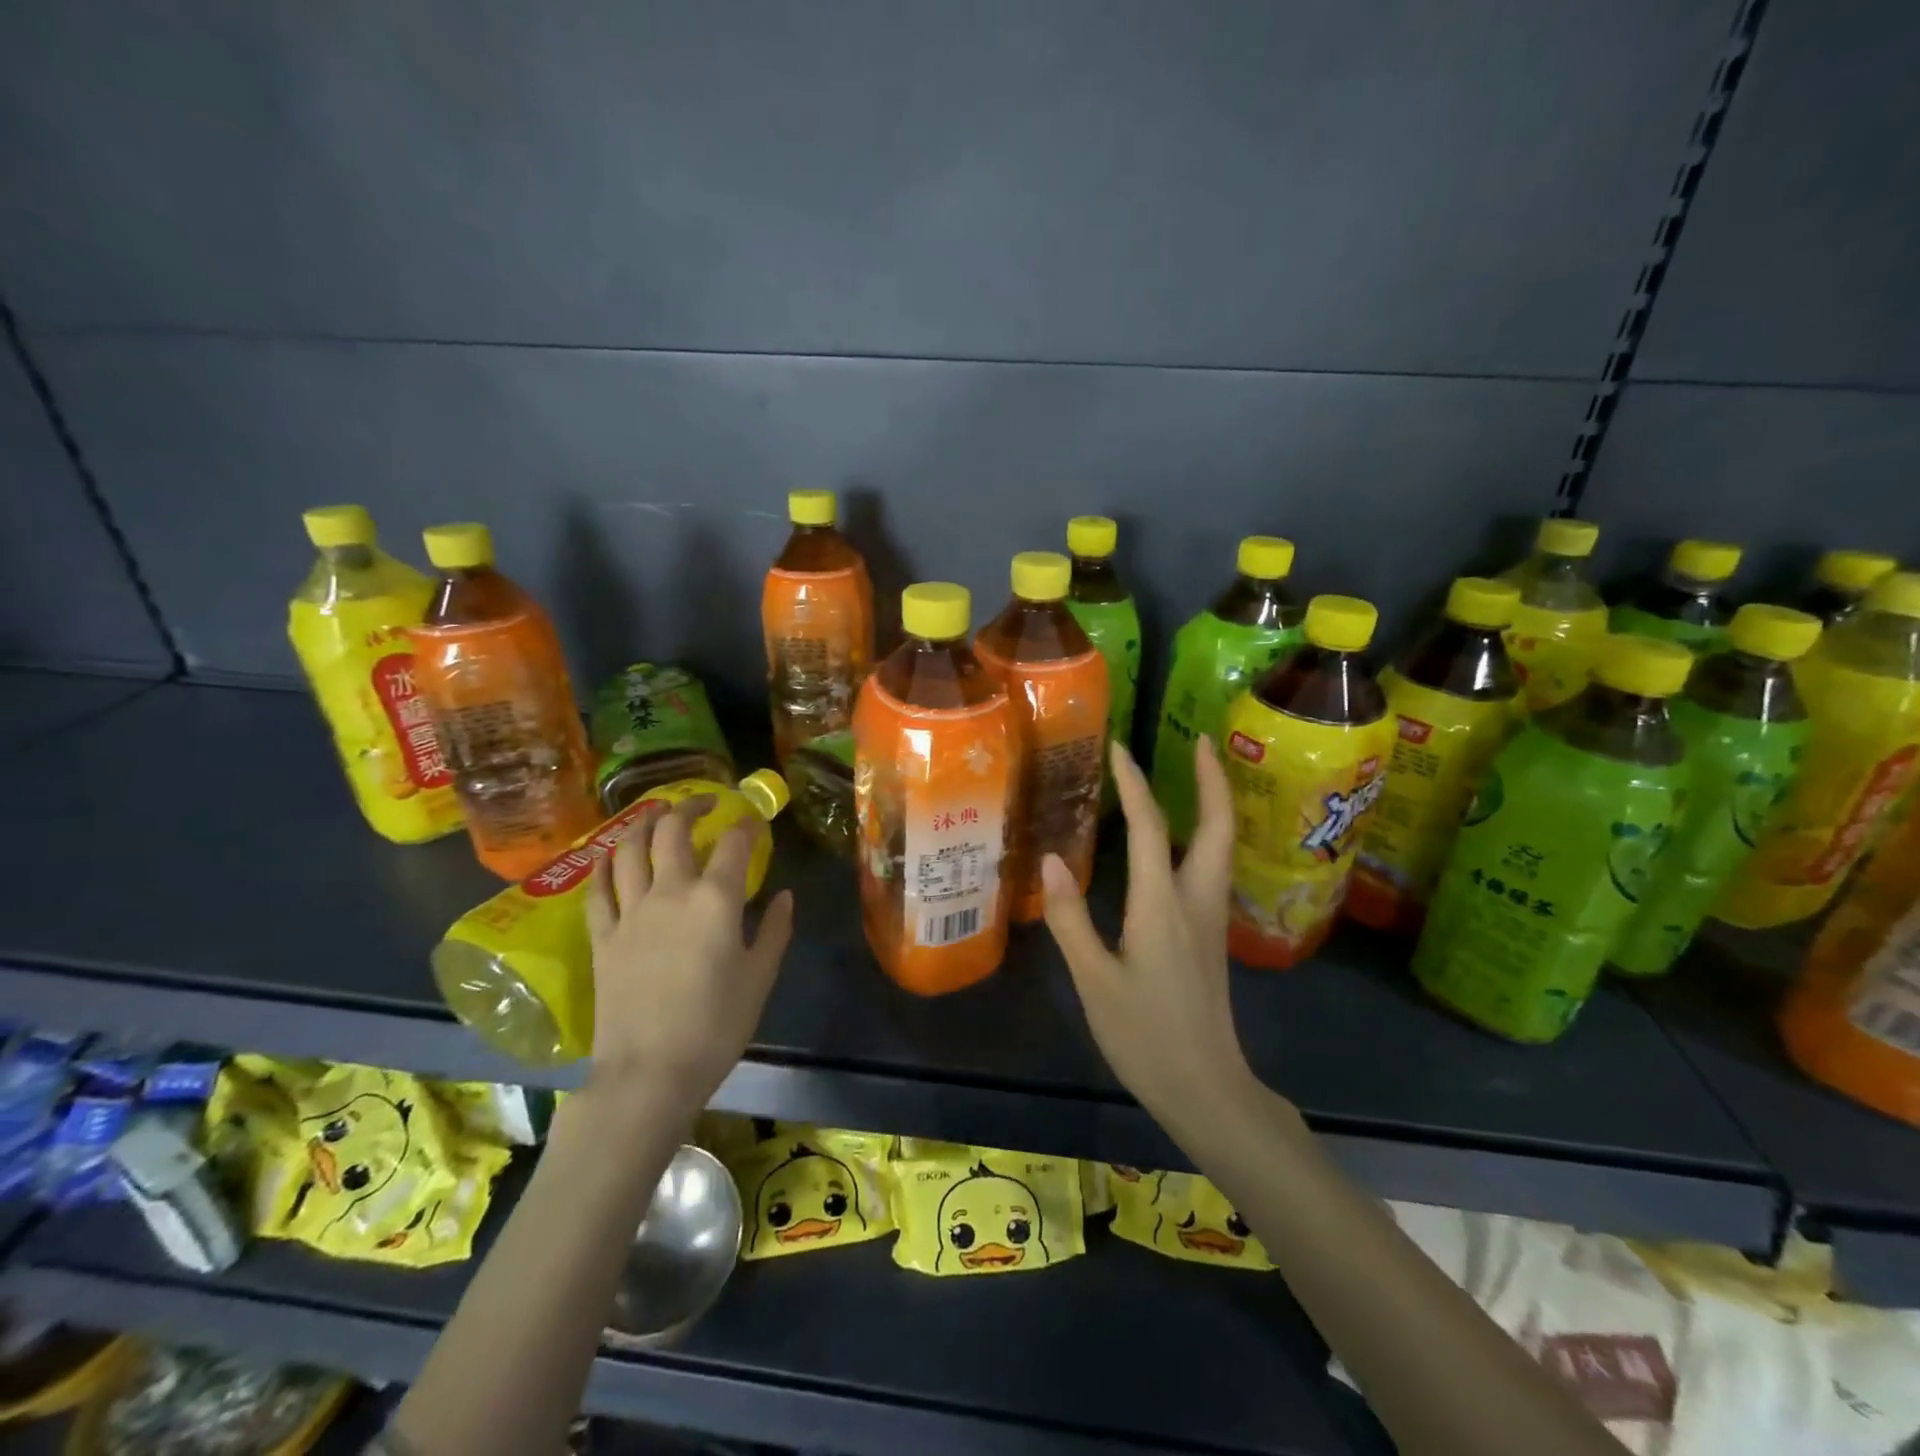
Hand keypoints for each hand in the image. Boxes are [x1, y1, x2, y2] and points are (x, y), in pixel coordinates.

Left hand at [584, 796, 794, 1120]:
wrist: (649, 1073)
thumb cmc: (716, 1026)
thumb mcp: (760, 978)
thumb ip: (775, 930)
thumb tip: (784, 896)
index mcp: (716, 901)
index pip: (735, 845)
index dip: (748, 826)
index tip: (755, 822)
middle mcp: (670, 893)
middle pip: (673, 832)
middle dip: (690, 808)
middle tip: (703, 805)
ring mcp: (630, 912)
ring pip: (628, 849)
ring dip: (643, 823)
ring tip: (655, 814)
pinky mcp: (602, 936)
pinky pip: (598, 888)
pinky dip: (605, 864)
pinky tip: (611, 855)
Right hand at [1041, 737, 1256, 1129]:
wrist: (1207, 1089)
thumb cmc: (1145, 1036)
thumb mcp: (1094, 981)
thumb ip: (1070, 919)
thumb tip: (1049, 860)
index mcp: (1163, 904)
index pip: (1151, 827)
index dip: (1135, 783)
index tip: (1121, 747)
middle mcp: (1197, 900)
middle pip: (1218, 825)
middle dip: (1212, 779)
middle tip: (1200, 742)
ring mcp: (1212, 918)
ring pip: (1223, 845)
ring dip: (1214, 803)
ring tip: (1197, 775)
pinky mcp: (1212, 935)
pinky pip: (1214, 866)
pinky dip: (1207, 834)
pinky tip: (1186, 839)